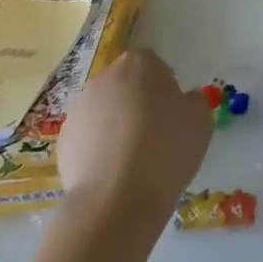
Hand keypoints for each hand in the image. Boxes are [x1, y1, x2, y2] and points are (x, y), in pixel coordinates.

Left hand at [55, 49, 211, 219]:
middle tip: (155, 133)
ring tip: (133, 159)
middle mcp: (104, 79)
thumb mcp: (200, 120)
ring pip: (104, 111)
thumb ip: (192, 101)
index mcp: (139, 64)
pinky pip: (88, 138)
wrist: (117, 198)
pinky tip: (113, 174)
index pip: (152, 64)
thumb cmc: (166, 148)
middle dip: (137, 102)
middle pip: (124, 85)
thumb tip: (182, 101)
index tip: (172, 111)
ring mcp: (78, 110)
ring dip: (116, 125)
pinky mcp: (62, 142)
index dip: (163, 85)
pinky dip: (98, 149)